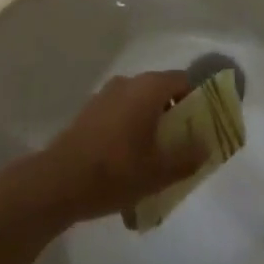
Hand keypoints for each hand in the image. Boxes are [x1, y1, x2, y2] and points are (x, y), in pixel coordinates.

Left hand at [2, 71, 202, 229]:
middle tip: (182, 143)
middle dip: (174, 114)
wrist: (57, 182)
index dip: (197, 100)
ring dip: (151, 121)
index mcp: (148, 89)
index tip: (202, 125)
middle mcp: (127, 83)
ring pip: (139, 102)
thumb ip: (188, 157)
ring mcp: (104, 95)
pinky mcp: (89, 111)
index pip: (183, 81)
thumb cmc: (114, 172)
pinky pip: (120, 112)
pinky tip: (128, 158)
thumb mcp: (159, 172)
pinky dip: (130, 126)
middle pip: (161, 90)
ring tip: (155, 155)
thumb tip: (206, 146)